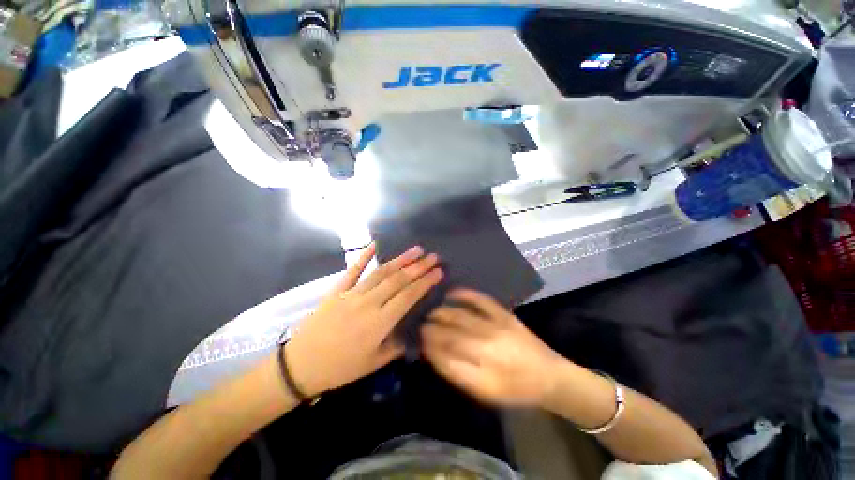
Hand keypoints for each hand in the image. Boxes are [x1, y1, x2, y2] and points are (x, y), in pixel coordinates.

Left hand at [285, 243, 442, 396]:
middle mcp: (369, 303)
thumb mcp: (374, 363)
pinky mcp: (337, 290)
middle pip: (399, 280)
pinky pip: (352, 270)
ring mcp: (352, 294)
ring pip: (381, 272)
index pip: (409, 296)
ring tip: (415, 250)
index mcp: (380, 322)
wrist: (301, 365)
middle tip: (433, 256)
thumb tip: (412, 333)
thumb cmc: (341, 368)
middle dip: (418, 267)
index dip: (425, 282)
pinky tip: (375, 244)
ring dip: (400, 259)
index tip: (438, 271)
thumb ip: (396, 346)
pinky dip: (364, 256)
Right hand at [422, 289, 563, 406]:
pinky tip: (452, 292)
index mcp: (482, 367)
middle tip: (421, 322)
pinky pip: (481, 299)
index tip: (419, 338)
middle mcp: (486, 342)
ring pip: (461, 314)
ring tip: (432, 310)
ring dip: (443, 311)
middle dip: (432, 326)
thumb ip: (457, 373)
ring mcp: (496, 324)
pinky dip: (465, 294)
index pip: (446, 351)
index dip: (429, 343)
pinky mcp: (504, 314)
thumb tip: (434, 354)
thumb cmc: (515, 388)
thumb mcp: (484, 391)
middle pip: (451, 330)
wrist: (548, 375)